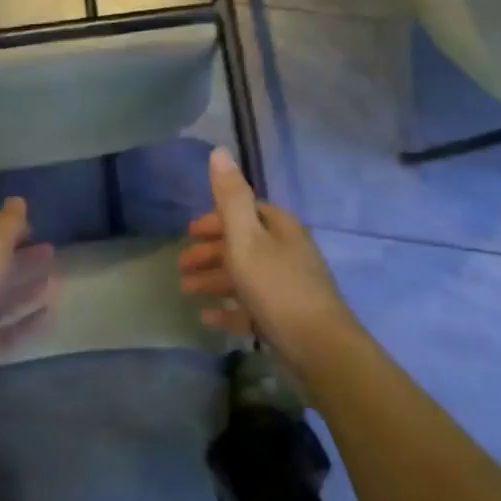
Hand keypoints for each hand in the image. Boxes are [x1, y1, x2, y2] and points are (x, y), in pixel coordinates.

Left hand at [0, 197, 57, 395]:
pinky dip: (27, 321)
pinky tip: (49, 313)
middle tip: (51, 251)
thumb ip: (8, 223)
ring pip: (2, 298)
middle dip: (22, 258)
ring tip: (54, 279)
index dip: (7, 231)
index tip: (34, 229)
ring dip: (26, 288)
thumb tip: (17, 200)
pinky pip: (8, 330)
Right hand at [178, 148, 358, 374]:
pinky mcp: (286, 318)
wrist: (319, 349)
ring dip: (214, 280)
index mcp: (280, 229)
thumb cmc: (277, 287)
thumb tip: (219, 151)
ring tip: (186, 290)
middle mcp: (287, 253)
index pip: (246, 212)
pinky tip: (207, 318)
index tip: (189, 232)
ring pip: (245, 276)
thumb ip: (231, 197)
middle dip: (210, 252)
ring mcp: (288, 287)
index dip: (216, 219)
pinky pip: (251, 308)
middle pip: (243, 245)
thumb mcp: (246, 238)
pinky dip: (229, 309)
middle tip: (181, 266)